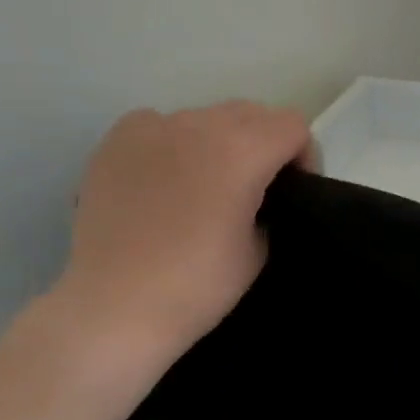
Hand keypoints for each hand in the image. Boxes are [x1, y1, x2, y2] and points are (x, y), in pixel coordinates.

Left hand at [51, 102, 310, 376]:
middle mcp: (196, 125)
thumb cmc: (198, 286)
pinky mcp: (116, 140)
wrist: (116, 305)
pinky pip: (162, 126)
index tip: (294, 191)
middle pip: (251, 113)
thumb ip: (267, 205)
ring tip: (207, 187)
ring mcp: (151, 127)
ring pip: (206, 117)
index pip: (293, 126)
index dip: (303, 157)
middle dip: (265, 143)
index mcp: (240, 152)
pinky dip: (176, 144)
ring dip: (221, 142)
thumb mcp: (259, 249)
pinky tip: (168, 182)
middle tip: (257, 189)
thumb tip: (255, 195)